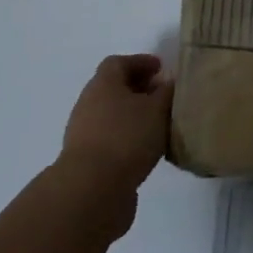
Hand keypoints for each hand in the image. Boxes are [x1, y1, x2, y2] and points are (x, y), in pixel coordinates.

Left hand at [57, 55, 172, 220]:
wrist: (91, 190)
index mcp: (103, 83)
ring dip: (132, 116)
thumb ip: (166, 92)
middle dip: (138, 89)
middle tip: (162, 96)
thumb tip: (169, 81)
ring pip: (111, 115)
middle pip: (113, 88)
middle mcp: (88, 103)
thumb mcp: (157, 109)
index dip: (141, 62)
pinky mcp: (85, 161)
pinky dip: (126, 138)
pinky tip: (144, 150)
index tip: (161, 69)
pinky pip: (109, 139)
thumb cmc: (127, 137)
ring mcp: (83, 133)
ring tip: (157, 125)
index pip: (119, 62)